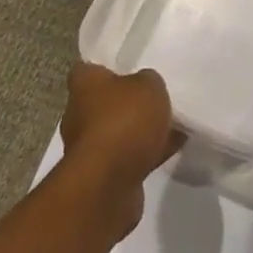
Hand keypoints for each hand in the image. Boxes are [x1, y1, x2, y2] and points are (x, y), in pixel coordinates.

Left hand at [58, 63, 179, 235]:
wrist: (108, 185)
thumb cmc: (123, 121)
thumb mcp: (149, 85)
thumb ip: (148, 82)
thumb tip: (145, 87)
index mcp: (84, 86)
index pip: (87, 69)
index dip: (106, 67)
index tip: (128, 67)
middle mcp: (79, 116)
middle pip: (104, 102)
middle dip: (127, 102)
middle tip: (155, 97)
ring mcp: (89, 149)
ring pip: (118, 132)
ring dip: (138, 132)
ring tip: (172, 124)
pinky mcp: (103, 177)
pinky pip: (128, 158)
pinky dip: (147, 154)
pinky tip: (173, 148)